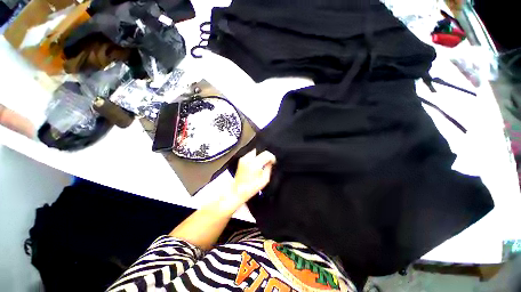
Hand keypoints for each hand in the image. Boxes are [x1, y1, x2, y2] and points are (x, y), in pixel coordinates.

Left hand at [230, 149, 275, 205]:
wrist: (237, 190)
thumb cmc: (250, 188)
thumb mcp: (264, 180)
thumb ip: (269, 169)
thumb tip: (270, 163)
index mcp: (255, 164)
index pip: (266, 154)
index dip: (272, 157)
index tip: (273, 161)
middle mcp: (248, 159)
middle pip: (261, 151)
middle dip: (266, 156)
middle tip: (268, 162)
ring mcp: (244, 159)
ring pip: (256, 151)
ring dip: (260, 156)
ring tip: (261, 164)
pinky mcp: (241, 160)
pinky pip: (251, 154)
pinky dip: (255, 157)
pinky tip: (255, 165)